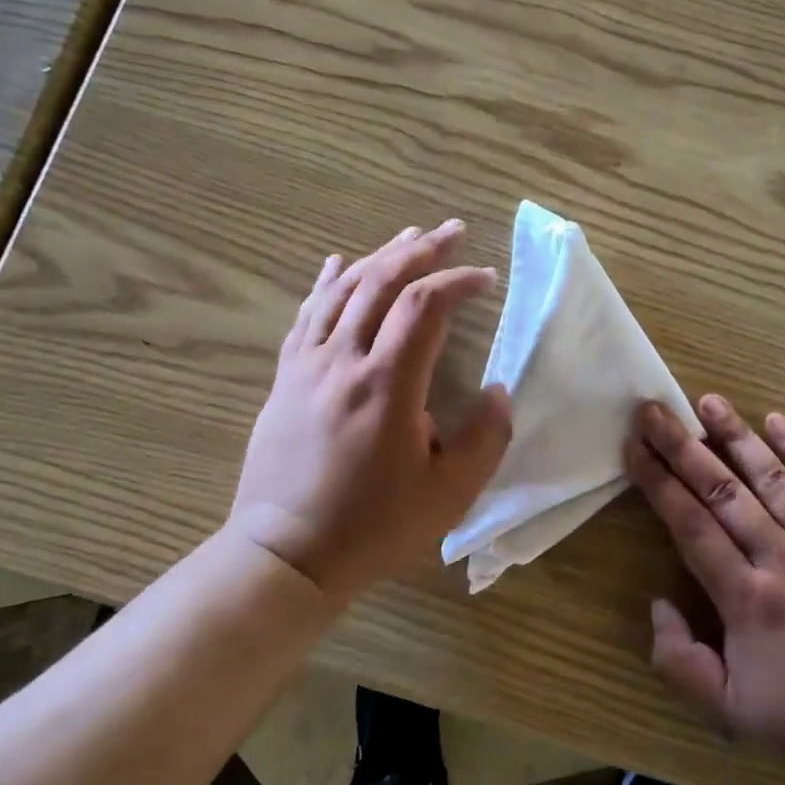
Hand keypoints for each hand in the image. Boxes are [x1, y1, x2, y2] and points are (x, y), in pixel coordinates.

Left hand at [228, 220, 511, 604]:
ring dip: (379, 255)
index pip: (424, 306)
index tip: (486, 278)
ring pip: (342, 290)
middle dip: (421, 249)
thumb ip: (486, 439)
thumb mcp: (448, 495)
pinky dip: (326, 282)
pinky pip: (306, 314)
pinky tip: (336, 263)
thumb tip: (499, 392)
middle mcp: (343, 360)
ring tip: (408, 235)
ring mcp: (307, 366)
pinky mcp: (285, 378)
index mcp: (386, 384)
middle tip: (452, 230)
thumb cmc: (373, 527)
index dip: (457, 281)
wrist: (285, 554)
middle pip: (381, 282)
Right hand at [627, 395, 784, 781]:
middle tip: (654, 411)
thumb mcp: (728, 711)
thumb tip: (659, 603)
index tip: (635, 447)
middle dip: (682, 447)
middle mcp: (783, 559)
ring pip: (773, 478)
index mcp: (747, 599)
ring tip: (708, 401)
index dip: (659, 482)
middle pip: (723, 491)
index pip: (691, 524)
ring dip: (737, 436)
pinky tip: (778, 421)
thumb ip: (680, 662)